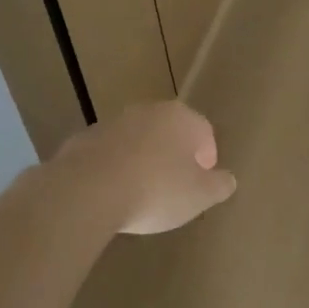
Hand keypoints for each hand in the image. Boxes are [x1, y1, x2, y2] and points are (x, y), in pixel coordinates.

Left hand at [53, 100, 236, 234]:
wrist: (87, 191)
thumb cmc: (156, 190)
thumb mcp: (200, 195)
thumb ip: (219, 185)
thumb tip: (227, 179)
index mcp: (181, 118)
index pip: (204, 132)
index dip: (206, 159)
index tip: (200, 184)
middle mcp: (146, 111)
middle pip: (169, 133)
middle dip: (174, 157)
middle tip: (174, 189)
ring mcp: (111, 123)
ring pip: (137, 142)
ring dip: (142, 162)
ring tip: (140, 195)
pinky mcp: (81, 141)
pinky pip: (108, 156)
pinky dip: (114, 170)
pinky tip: (111, 196)